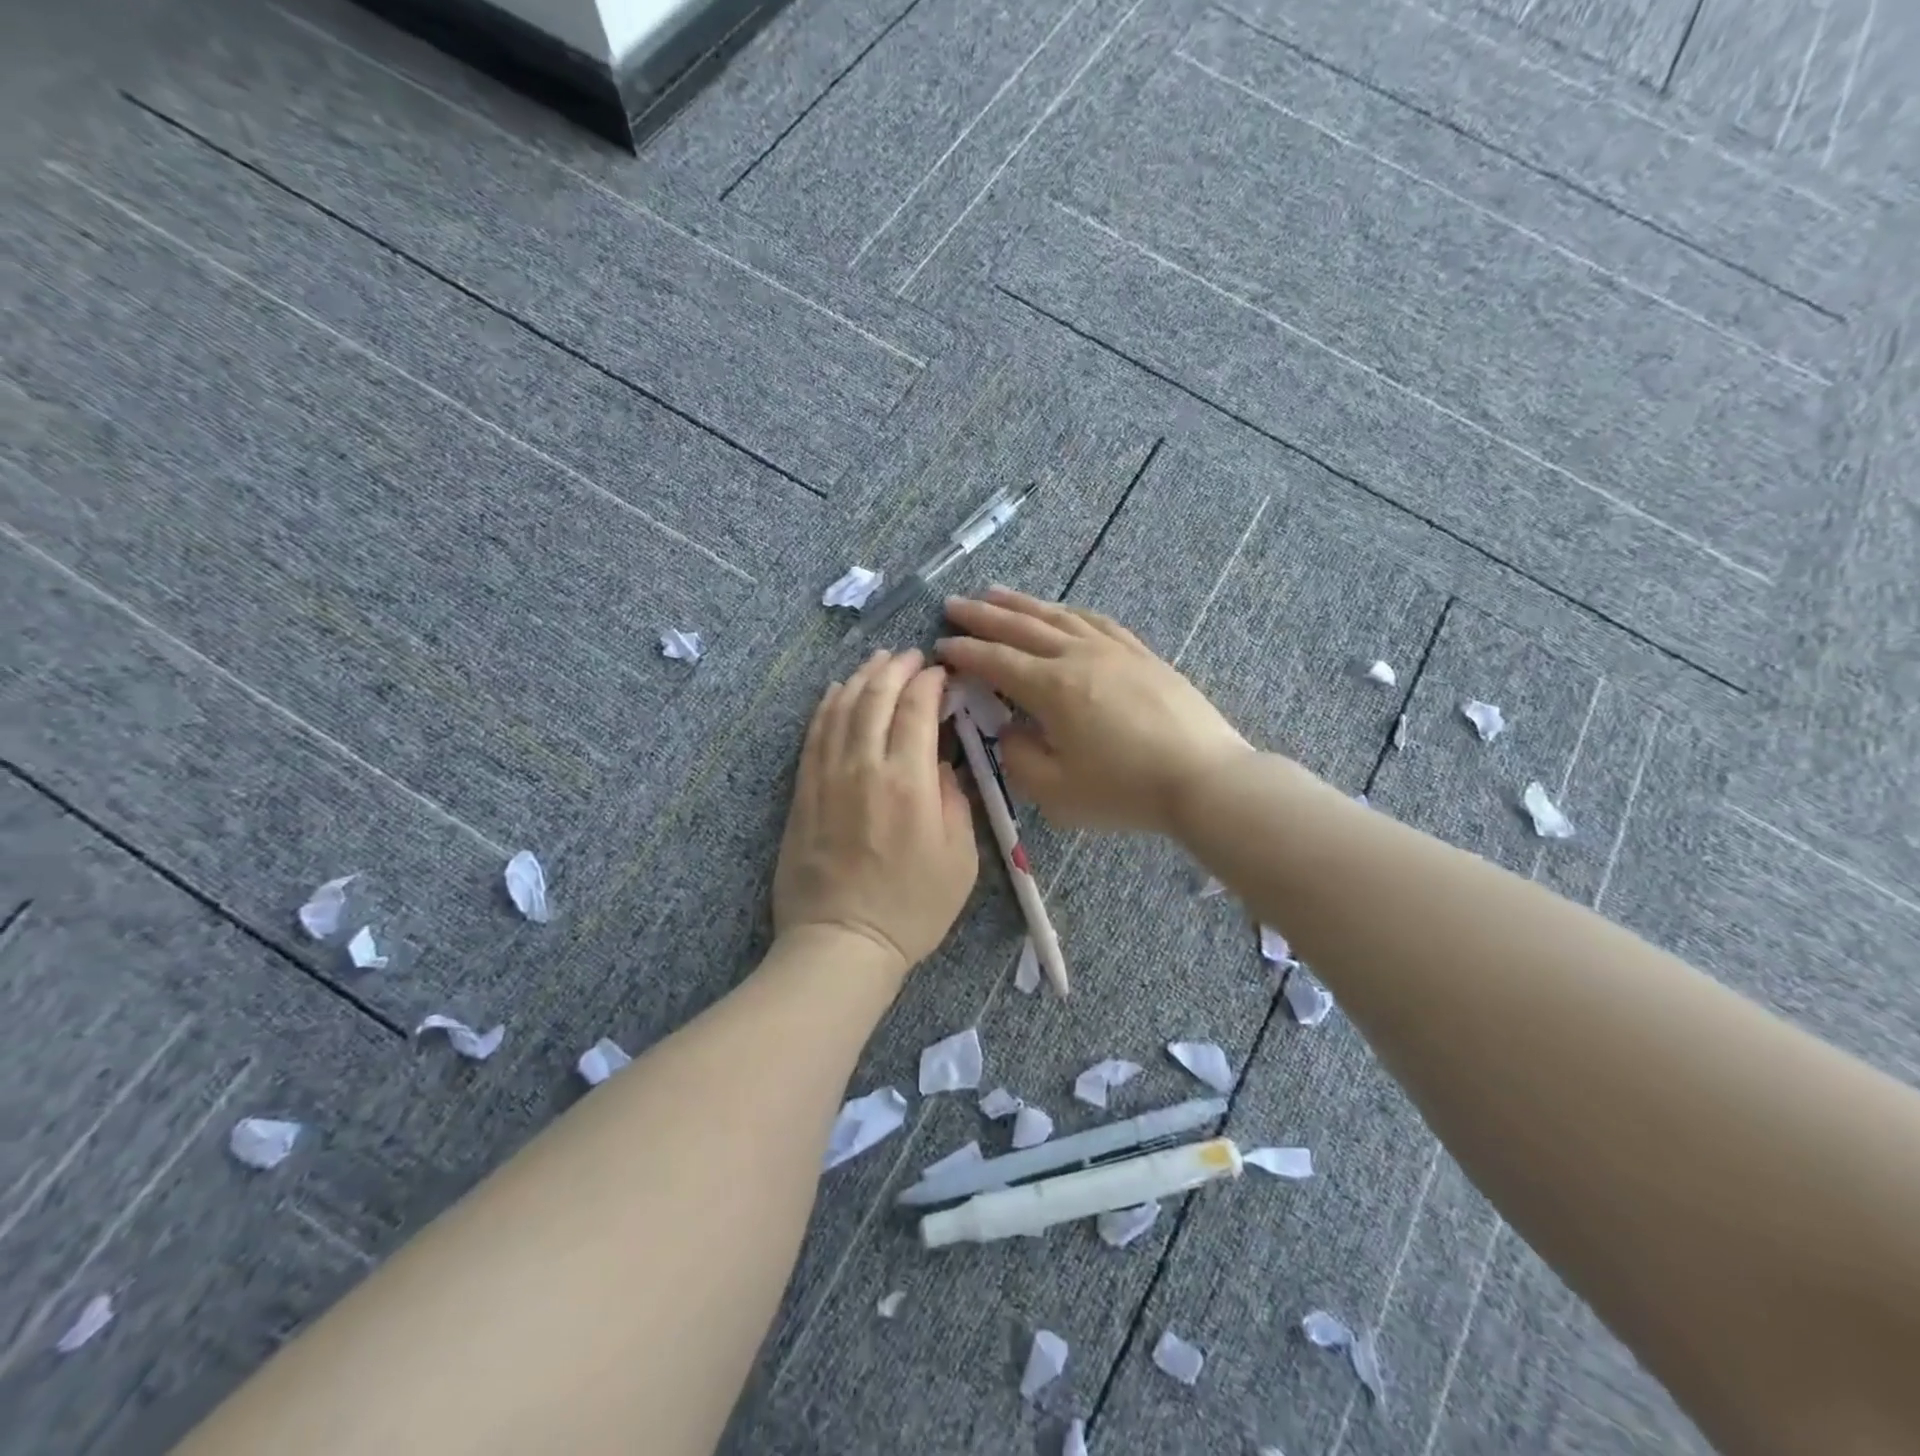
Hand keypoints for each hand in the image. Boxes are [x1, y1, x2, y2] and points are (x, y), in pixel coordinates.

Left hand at [772, 649, 978, 976]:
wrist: (842, 941)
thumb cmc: (913, 907)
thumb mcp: (961, 859)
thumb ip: (956, 800)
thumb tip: (944, 764)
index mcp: (910, 781)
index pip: (917, 709)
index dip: (930, 682)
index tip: (941, 674)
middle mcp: (865, 766)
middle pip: (876, 697)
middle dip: (896, 668)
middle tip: (912, 656)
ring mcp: (827, 776)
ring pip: (842, 707)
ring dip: (862, 677)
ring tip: (878, 662)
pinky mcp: (804, 791)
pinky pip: (814, 733)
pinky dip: (828, 705)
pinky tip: (838, 691)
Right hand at [938, 588, 1252, 834]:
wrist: (1204, 778)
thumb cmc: (1125, 790)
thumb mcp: (1056, 791)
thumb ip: (1019, 758)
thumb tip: (1011, 730)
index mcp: (1052, 687)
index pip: (996, 661)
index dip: (965, 651)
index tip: (941, 644)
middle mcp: (1078, 656)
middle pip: (1021, 627)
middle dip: (983, 615)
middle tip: (953, 603)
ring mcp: (1114, 650)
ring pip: (1058, 616)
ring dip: (1022, 603)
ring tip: (995, 593)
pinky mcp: (1142, 654)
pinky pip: (1097, 621)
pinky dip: (1069, 612)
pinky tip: (1061, 611)